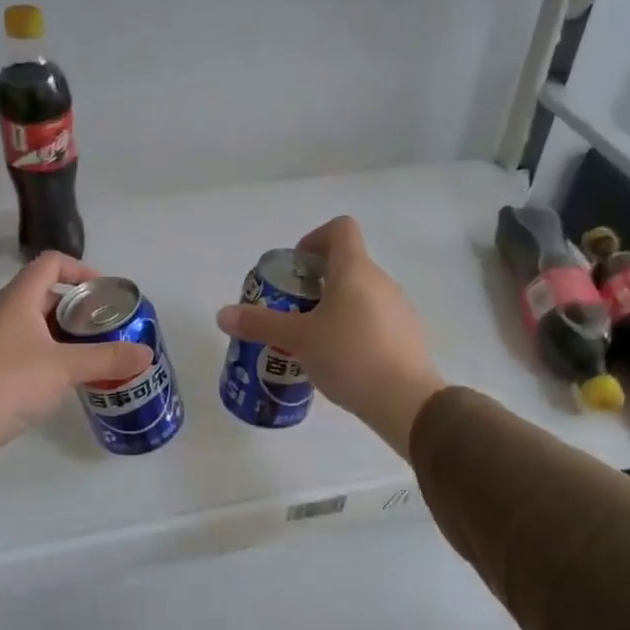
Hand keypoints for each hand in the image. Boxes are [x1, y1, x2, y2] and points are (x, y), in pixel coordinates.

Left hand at [0, 253, 151, 474]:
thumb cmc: (9, 383)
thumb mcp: (66, 368)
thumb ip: (108, 358)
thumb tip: (146, 353)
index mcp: (17, 300)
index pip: (50, 263)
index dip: (80, 269)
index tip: (104, 293)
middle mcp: (1, 313)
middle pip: (45, 294)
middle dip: (78, 308)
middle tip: (105, 329)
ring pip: (35, 324)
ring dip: (64, 334)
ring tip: (92, 355)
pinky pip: (23, 348)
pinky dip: (48, 354)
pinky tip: (64, 379)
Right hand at [216, 216, 445, 457]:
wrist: (406, 400)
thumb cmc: (349, 356)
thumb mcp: (298, 340)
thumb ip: (260, 324)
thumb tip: (222, 314)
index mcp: (355, 270)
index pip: (340, 229)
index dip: (314, 238)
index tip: (296, 268)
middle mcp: (381, 281)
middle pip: (348, 263)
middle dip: (317, 281)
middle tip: (293, 310)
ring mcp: (399, 308)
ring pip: (361, 294)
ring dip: (336, 306)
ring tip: (313, 339)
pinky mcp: (407, 335)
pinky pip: (375, 319)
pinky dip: (354, 328)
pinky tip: (341, 360)